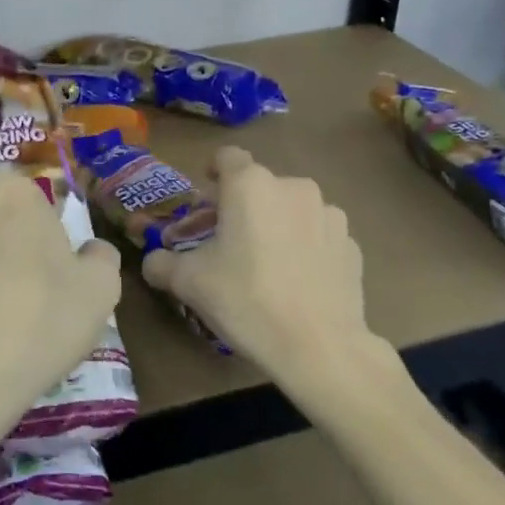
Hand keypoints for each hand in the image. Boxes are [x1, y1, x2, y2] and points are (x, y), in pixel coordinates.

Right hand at [142, 148, 397, 397]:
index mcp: (250, 185)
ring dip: (276, 224)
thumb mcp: (188, 283)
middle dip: (242, 206)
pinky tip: (297, 282)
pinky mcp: (352, 244)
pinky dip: (305, 247)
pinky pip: (318, 235)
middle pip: (259, 185)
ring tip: (266, 263)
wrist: (319, 348)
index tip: (207, 198)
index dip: (213, 171)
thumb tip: (152, 261)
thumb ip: (161, 263)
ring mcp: (329, 214)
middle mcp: (293, 187)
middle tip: (227, 242)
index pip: (227, 157)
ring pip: (292, 208)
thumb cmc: (246, 300)